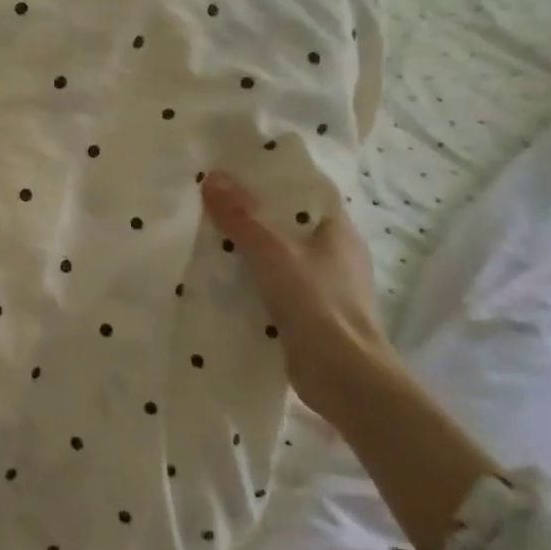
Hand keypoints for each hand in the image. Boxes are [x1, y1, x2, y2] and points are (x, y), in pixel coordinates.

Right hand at [201, 170, 390, 419]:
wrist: (345, 379)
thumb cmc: (317, 304)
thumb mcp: (273, 252)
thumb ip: (242, 216)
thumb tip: (212, 175)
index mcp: (337, 229)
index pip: (302, 191)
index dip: (269, 178)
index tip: (231, 170)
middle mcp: (334, 252)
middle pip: (286, 222)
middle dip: (250, 214)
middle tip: (208, 200)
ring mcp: (323, 285)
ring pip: (278, 255)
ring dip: (247, 249)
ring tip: (205, 235)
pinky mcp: (309, 314)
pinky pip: (273, 285)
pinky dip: (250, 280)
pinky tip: (219, 278)